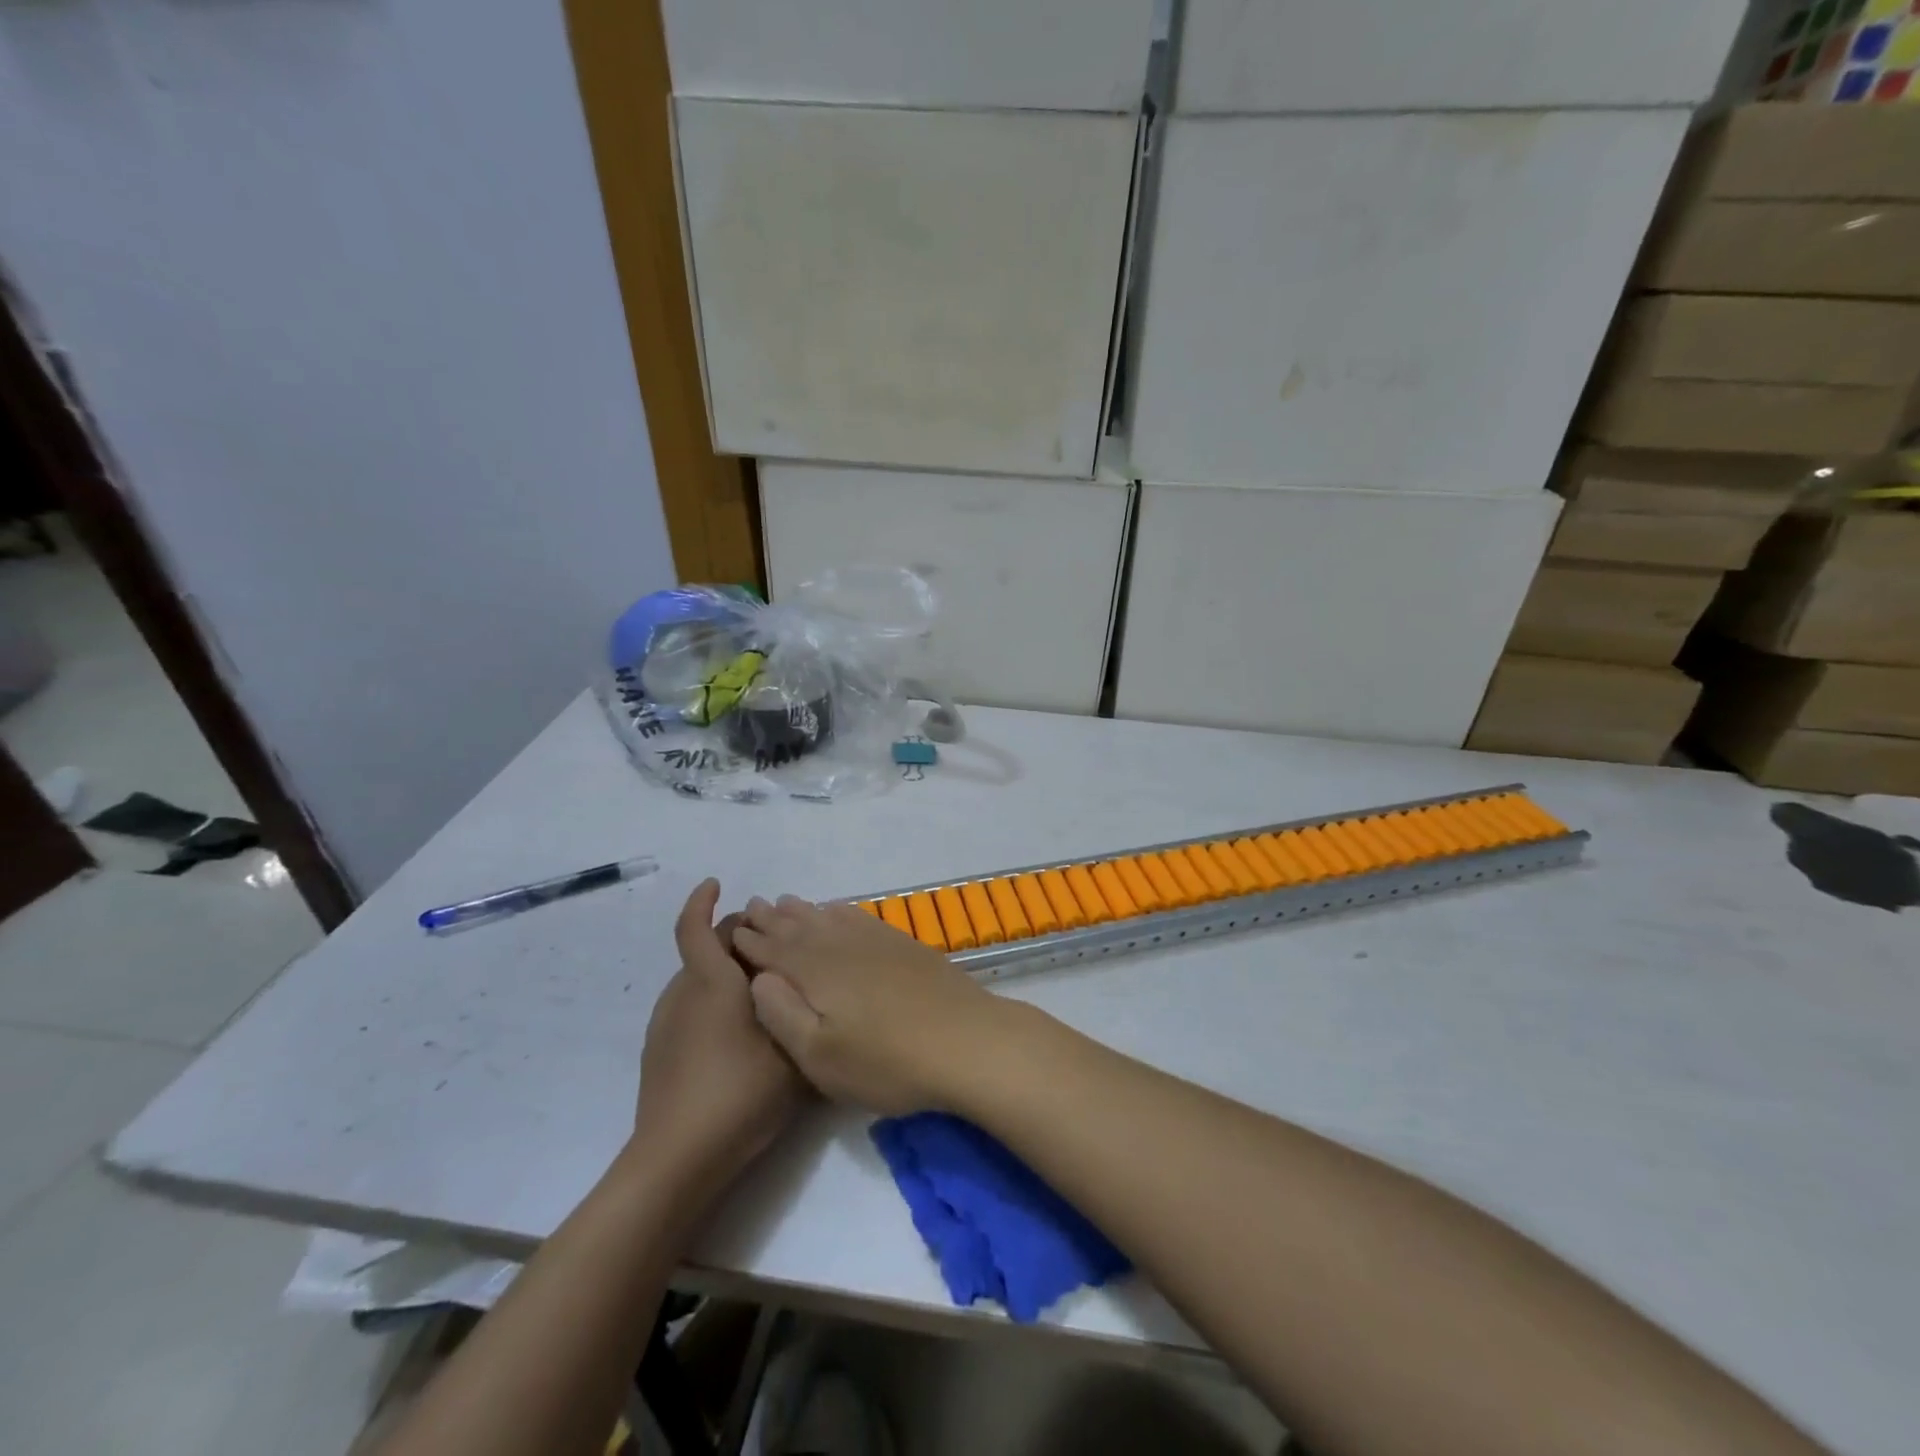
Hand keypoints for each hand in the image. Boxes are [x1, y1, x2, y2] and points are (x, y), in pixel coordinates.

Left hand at [633, 880, 804, 1197]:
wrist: (678, 1159)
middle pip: (706, 950)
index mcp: (711, 982)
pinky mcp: (660, 1051)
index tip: (716, 884)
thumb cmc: (740, 1093)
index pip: (695, 927)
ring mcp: (667, 1023)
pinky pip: (690, 1007)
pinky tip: (740, 1032)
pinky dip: (714, 1001)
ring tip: (765, 992)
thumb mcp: (793, 1050)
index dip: (702, 901)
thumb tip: (809, 984)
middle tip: (775, 950)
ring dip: (727, 973)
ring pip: (698, 980)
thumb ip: (804, 1011)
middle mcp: (683, 993)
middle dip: (736, 940)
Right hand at [732, 895, 1013, 1115]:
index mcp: (814, 971)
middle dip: (770, 919)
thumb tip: (757, 978)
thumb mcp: (819, 1056)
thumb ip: (781, 1013)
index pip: (771, 950)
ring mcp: (873, 941)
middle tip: (751, 907)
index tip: (731, 931)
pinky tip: (835, 910)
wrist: (965, 1040)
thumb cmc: (886, 1060)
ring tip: (783, 903)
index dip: (749, 942)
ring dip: (800, 910)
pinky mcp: (900, 944)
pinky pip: (857, 916)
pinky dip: (838, 910)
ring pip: (825, 916)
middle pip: (796, 926)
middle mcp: (839, 945)